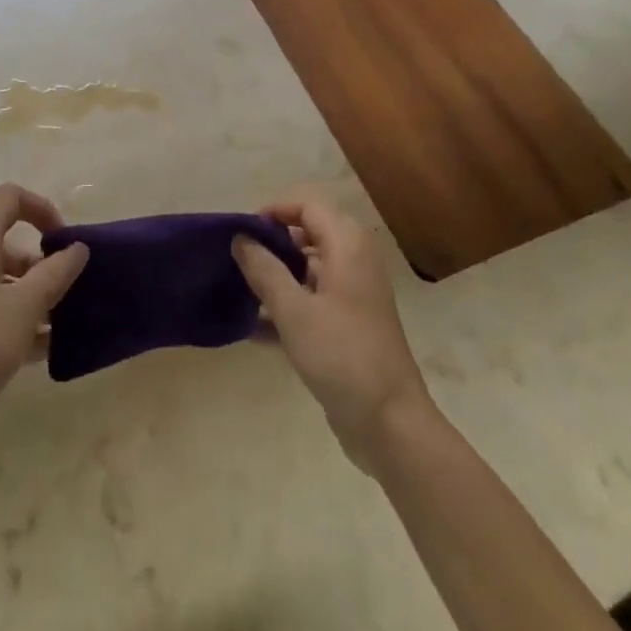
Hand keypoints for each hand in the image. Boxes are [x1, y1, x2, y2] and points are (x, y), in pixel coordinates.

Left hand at [0, 184, 87, 421]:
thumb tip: (76, 248)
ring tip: (59, 324)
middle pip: (2, 242)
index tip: (63, 240)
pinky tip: (39, 351)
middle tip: (65, 288)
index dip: (41, 208)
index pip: (8, 199)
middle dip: (39, 261)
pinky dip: (12, 321)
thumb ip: (56, 272)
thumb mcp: (26, 305)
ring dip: (29, 295)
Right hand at [233, 197, 434, 473]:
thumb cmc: (342, 356)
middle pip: (308, 234)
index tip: (243, 232)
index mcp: (347, 246)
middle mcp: (354, 262)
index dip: (274, 210)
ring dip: (276, 276)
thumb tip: (241, 238)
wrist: (391, 425)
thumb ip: (264, 270)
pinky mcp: (349, 326)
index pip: (307, 205)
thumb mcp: (294, 311)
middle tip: (239, 260)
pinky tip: (253, 327)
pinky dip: (287, 306)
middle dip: (272, 243)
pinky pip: (312, 301)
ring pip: (308, 269)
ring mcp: (354, 295)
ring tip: (239, 290)